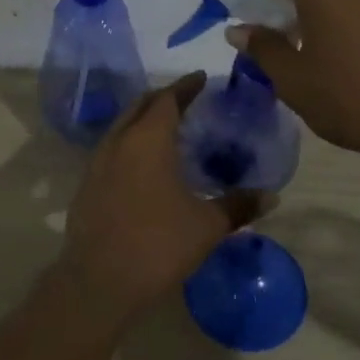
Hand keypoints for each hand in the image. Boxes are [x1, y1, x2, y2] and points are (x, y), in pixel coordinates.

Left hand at [59, 73, 269, 324]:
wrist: (99, 280)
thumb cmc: (158, 244)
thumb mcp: (207, 226)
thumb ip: (239, 205)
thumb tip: (272, 196)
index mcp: (148, 140)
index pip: (168, 99)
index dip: (186, 86)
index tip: (201, 78)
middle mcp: (118, 141)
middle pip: (140, 106)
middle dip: (163, 97)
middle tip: (186, 98)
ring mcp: (97, 163)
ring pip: (121, 126)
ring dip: (143, 118)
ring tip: (165, 127)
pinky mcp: (86, 184)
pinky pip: (111, 148)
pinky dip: (129, 142)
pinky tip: (141, 163)